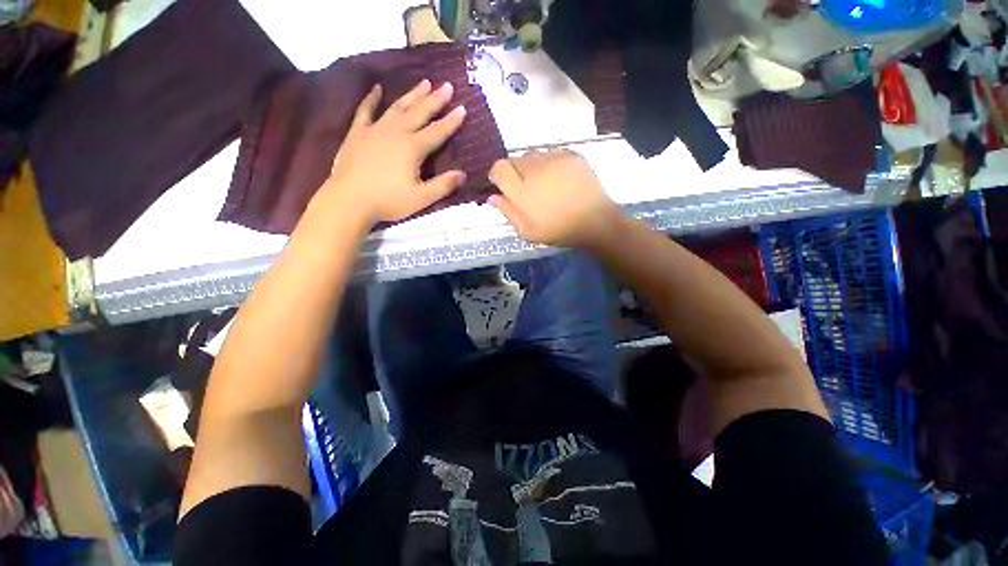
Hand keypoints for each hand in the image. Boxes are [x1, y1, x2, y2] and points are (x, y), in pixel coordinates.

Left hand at [320, 79, 466, 225]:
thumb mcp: (421, 198)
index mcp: (413, 148)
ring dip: (412, 95)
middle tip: (447, 85)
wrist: (349, 200)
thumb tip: (463, 174)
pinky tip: (377, 89)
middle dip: (435, 99)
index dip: (451, 121)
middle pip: (419, 112)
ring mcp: (375, 130)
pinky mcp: (357, 133)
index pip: (437, 131)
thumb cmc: (388, 201)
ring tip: (424, 82)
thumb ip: (443, 185)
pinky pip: (365, 110)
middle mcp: (396, 132)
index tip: (463, 108)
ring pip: (397, 107)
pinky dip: (371, 99)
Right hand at [488, 150, 622, 248]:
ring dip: (531, 167)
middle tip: (526, 189)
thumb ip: (508, 212)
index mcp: (522, 190)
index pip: (498, 168)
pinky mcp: (571, 154)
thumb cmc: (559, 230)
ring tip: (544, 183)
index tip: (503, 186)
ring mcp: (554, 158)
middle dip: (514, 172)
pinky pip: (550, 153)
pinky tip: (557, 177)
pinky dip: (548, 163)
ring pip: (532, 155)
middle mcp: (535, 169)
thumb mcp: (528, 231)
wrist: (596, 221)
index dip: (497, 176)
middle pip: (514, 160)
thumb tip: (493, 196)